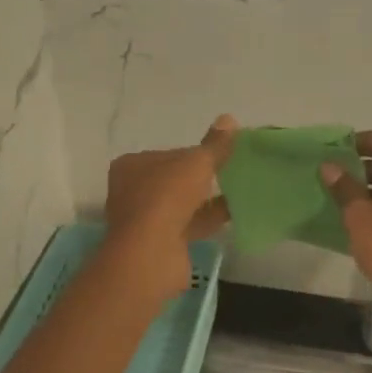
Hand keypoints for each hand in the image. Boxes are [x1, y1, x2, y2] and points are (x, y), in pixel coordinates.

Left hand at [102, 115, 236, 299]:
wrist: (151, 254)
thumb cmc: (167, 197)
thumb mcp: (196, 163)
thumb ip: (214, 145)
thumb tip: (229, 118)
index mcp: (132, 165)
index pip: (169, 154)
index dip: (195, 154)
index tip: (221, 155)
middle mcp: (133, 191)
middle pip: (175, 180)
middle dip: (201, 178)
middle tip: (232, 173)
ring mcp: (145, 220)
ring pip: (182, 204)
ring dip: (207, 200)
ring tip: (239, 190)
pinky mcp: (160, 243)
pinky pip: (189, 225)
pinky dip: (209, 219)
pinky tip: (235, 213)